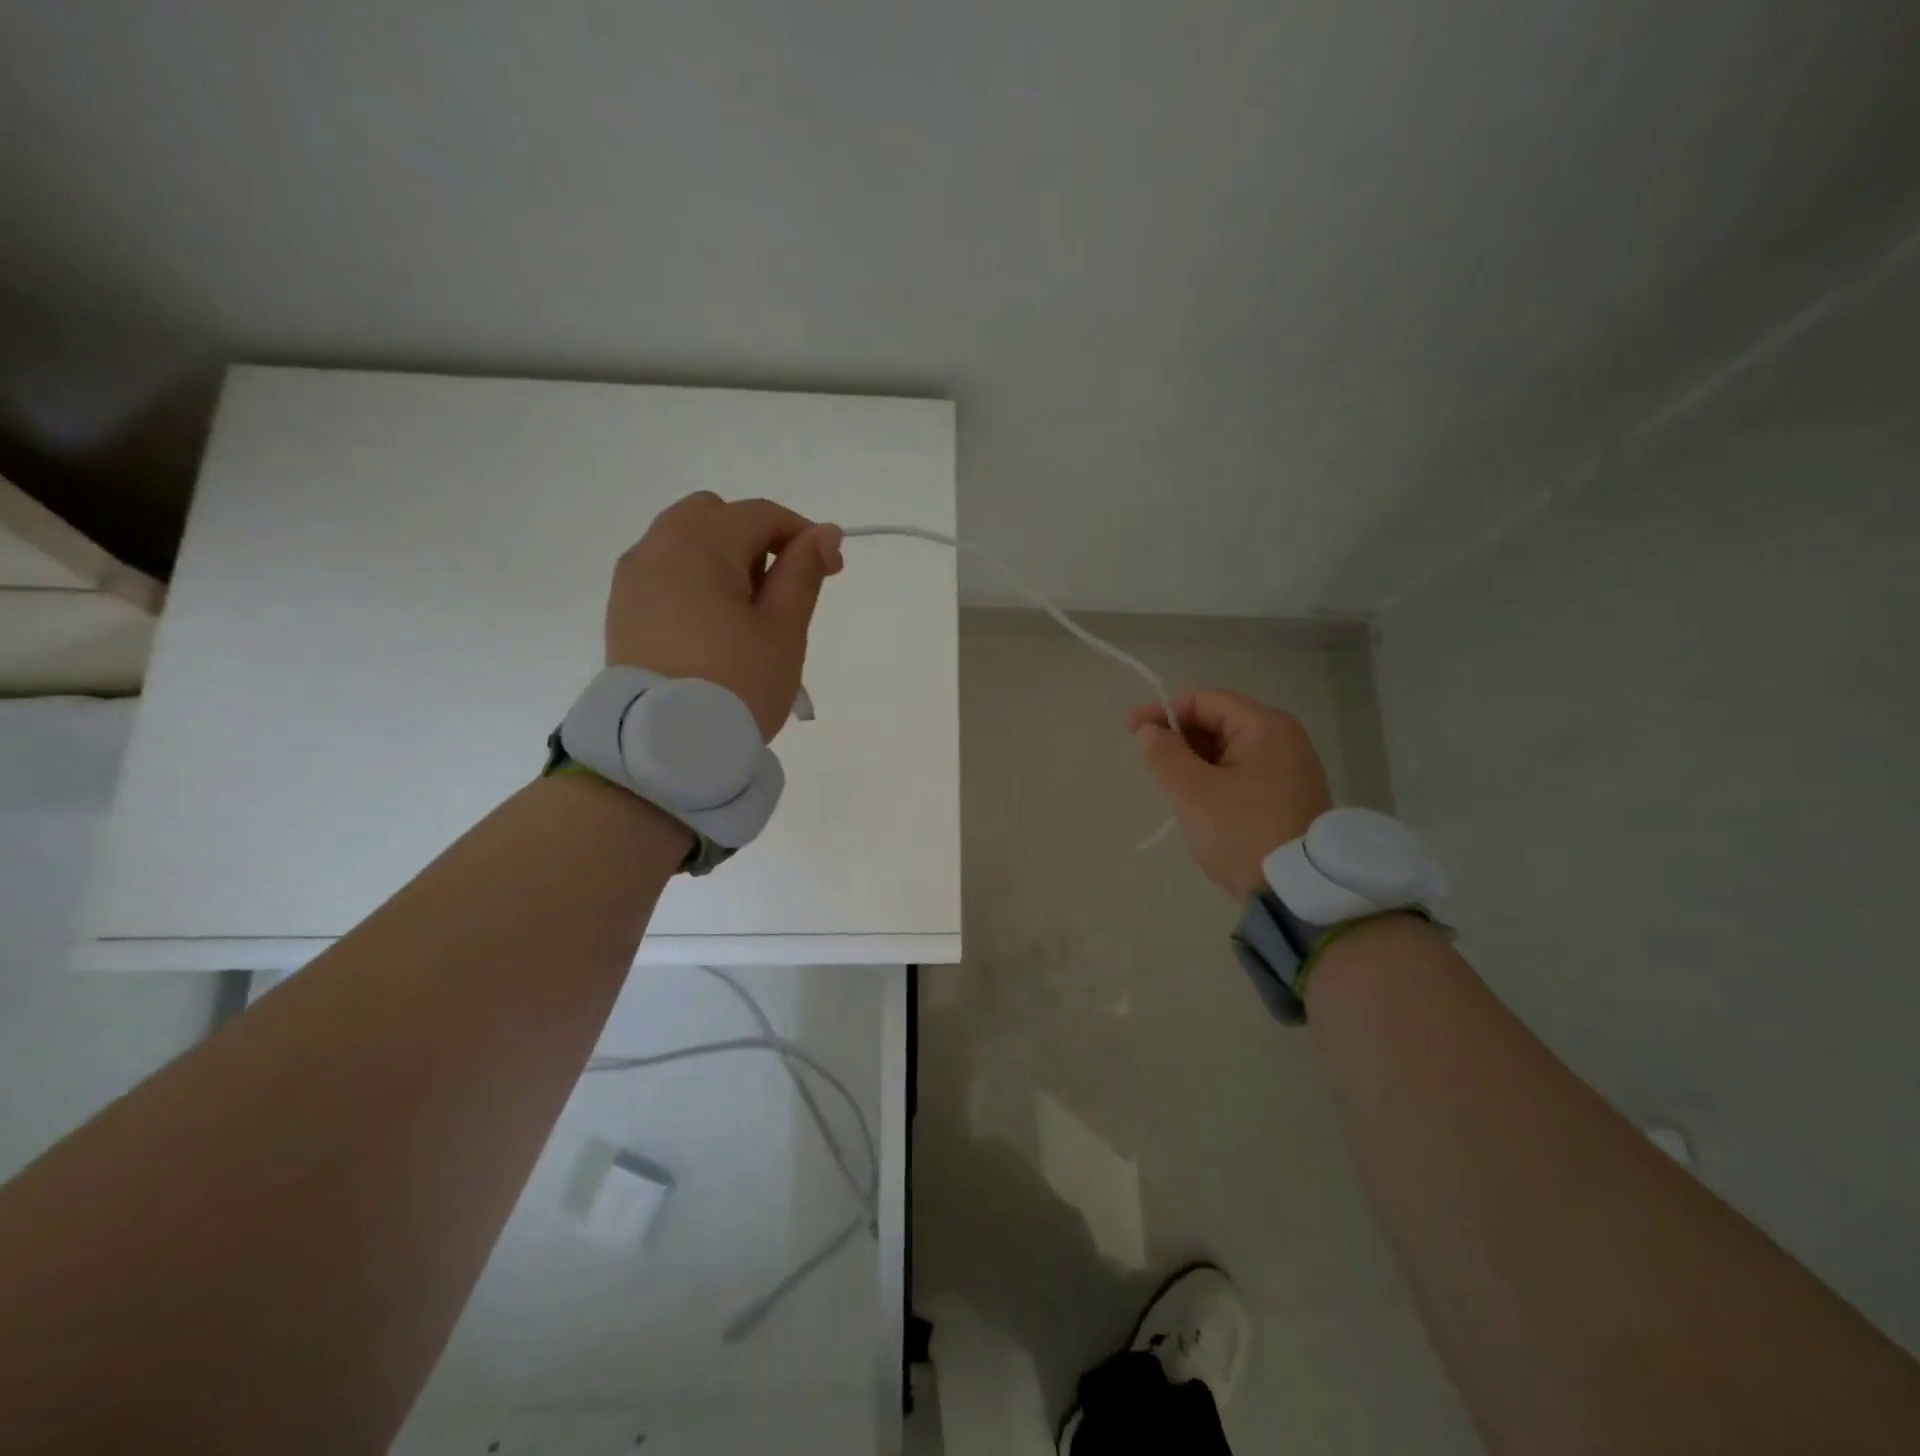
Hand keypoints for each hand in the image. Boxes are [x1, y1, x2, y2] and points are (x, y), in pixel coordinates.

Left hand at [606, 492, 844, 739]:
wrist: (666, 748)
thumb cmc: (737, 682)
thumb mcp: (784, 627)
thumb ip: (804, 571)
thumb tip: (825, 532)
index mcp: (700, 543)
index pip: (761, 515)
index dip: (804, 536)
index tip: (833, 572)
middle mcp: (657, 547)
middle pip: (716, 516)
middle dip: (756, 540)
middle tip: (780, 592)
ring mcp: (632, 579)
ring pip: (686, 542)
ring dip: (724, 560)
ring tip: (747, 615)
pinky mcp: (622, 610)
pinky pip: (665, 573)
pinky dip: (695, 582)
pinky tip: (713, 627)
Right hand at [1129, 689, 1332, 899]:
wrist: (1298, 893)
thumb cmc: (1242, 832)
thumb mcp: (1193, 792)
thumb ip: (1164, 754)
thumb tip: (1148, 730)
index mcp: (1265, 726)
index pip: (1203, 700)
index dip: (1163, 712)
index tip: (1132, 733)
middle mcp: (1283, 739)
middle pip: (1218, 722)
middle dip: (1180, 740)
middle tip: (1153, 768)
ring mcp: (1290, 769)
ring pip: (1228, 751)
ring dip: (1195, 763)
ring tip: (1175, 792)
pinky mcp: (1288, 797)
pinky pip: (1242, 774)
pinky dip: (1215, 781)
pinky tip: (1201, 807)